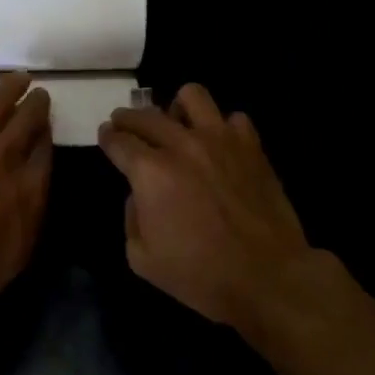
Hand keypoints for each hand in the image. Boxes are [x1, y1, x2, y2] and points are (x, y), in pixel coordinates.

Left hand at [0, 64, 51, 319]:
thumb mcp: (21, 252)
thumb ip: (33, 211)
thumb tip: (38, 182)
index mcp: (28, 186)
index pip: (45, 148)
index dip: (48, 134)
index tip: (48, 126)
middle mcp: (2, 157)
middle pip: (26, 121)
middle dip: (36, 104)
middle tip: (40, 93)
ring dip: (7, 87)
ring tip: (17, 76)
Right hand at [98, 84, 314, 327]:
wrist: (269, 278)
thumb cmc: (202, 275)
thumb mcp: (143, 259)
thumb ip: (131, 218)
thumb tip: (139, 194)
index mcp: (150, 172)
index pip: (119, 140)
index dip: (108, 137)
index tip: (106, 136)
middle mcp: (181, 145)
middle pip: (145, 115)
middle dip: (128, 118)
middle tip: (125, 125)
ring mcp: (220, 140)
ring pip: (191, 96)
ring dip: (177, 108)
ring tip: (177, 124)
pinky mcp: (251, 147)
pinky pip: (234, 119)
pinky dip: (222, 128)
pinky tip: (219, 146)